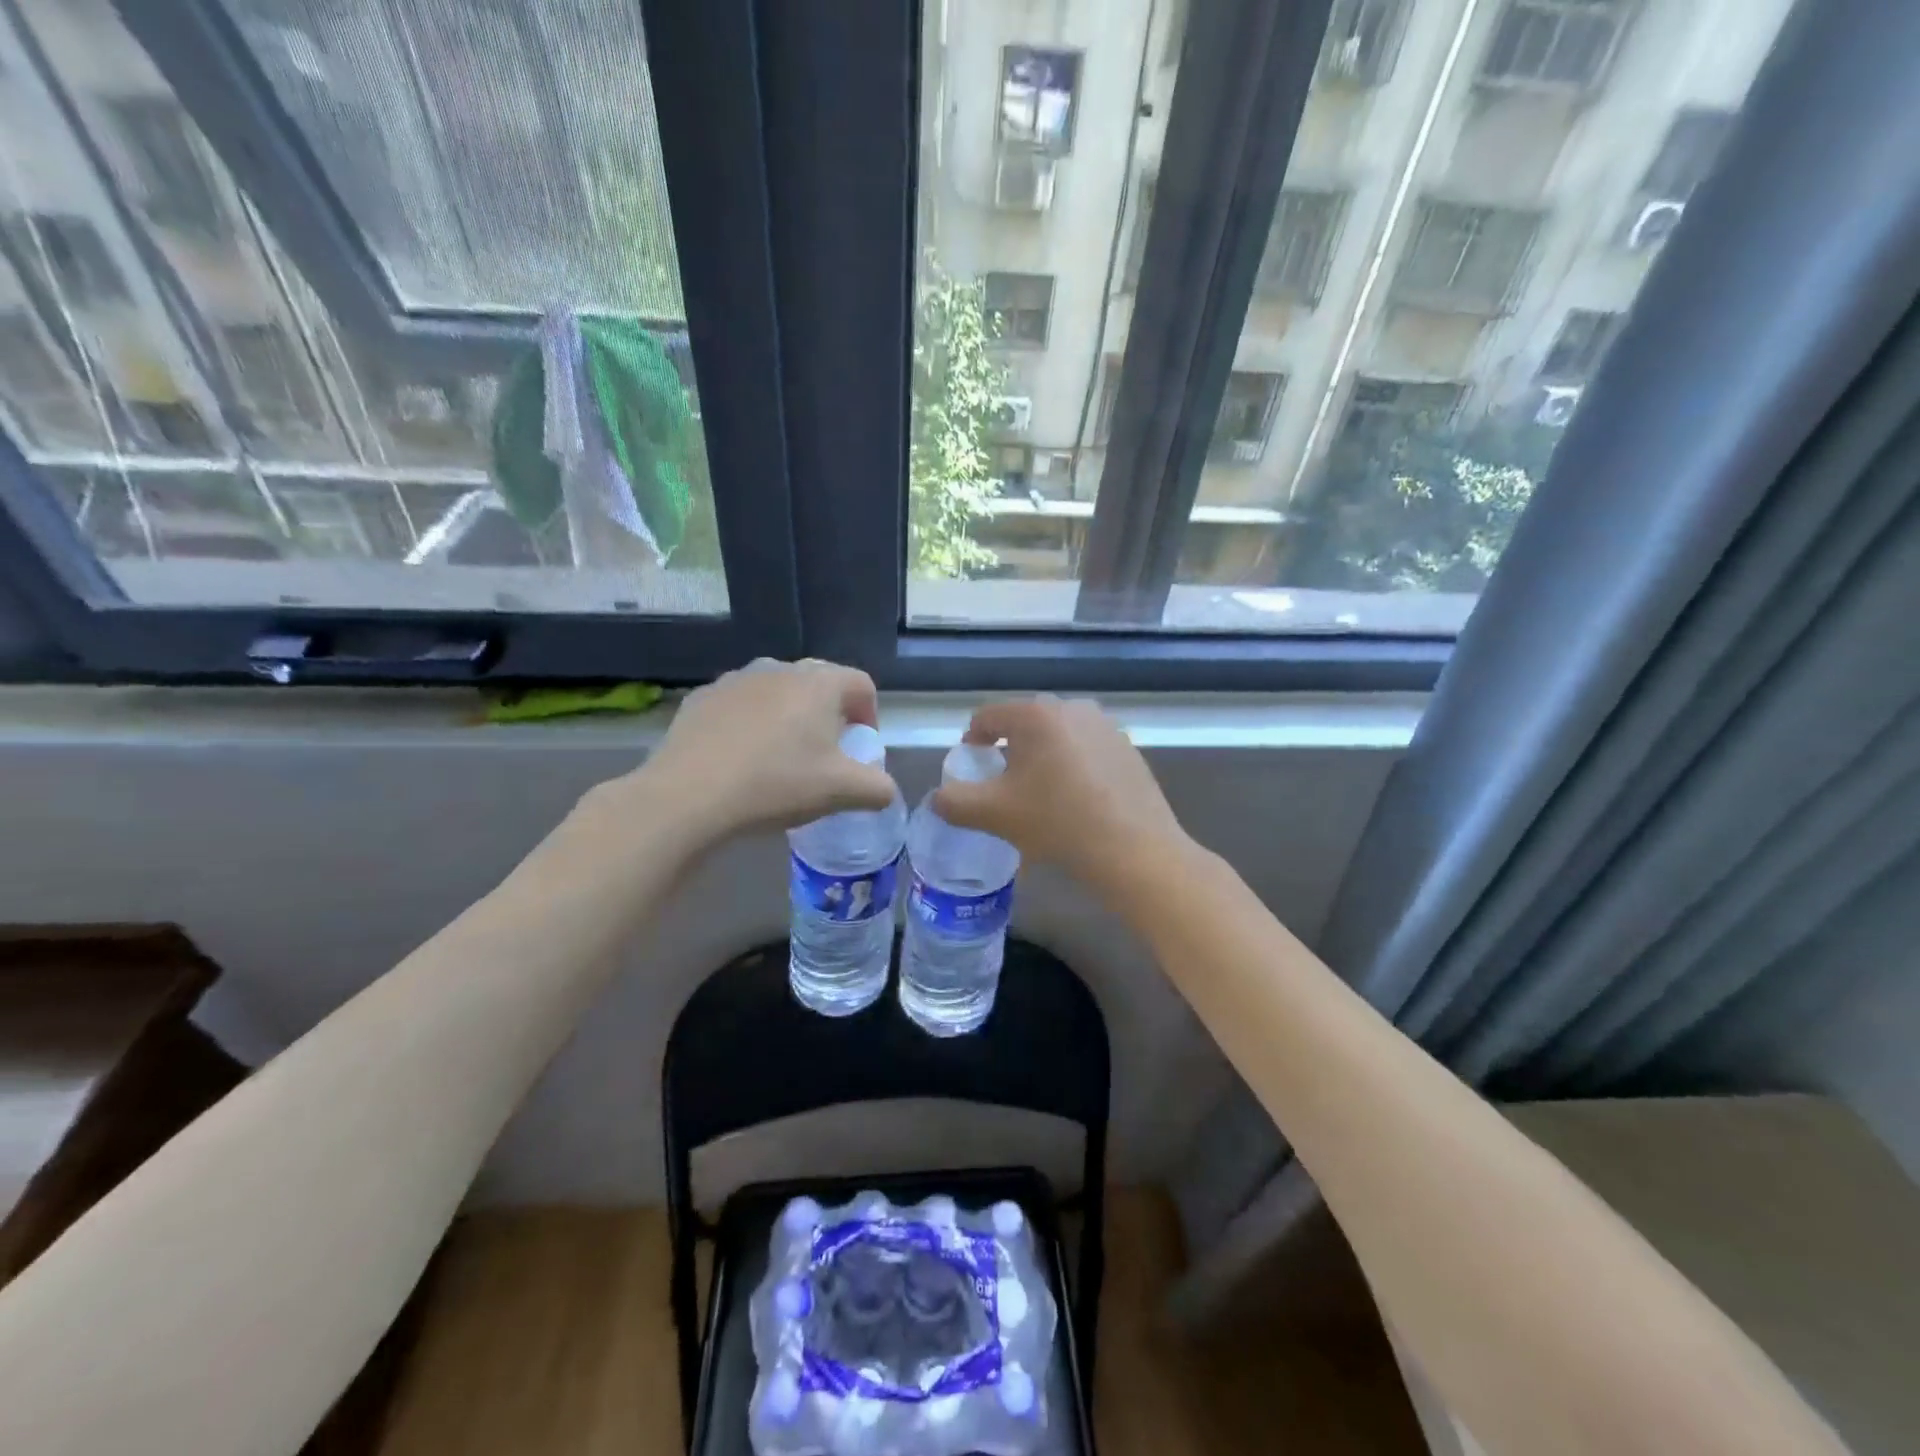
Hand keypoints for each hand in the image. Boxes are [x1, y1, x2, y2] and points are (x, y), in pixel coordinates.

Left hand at [596, 659, 896, 849]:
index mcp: (819, 683)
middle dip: (829, 715)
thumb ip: (877, 788)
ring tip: (780, 756)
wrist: (688, 795)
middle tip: (825, 753)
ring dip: (788, 717)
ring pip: (777, 692)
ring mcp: (736, 679)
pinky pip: (740, 705)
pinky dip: (749, 724)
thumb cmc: (776, 785)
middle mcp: (779, 668)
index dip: (869, 715)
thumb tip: (886, 789)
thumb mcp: (841, 793)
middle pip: (819, 684)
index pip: (861, 684)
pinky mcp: (702, 697)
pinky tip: (740, 759)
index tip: (860, 747)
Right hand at [935, 696, 1190, 898]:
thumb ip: (954, 802)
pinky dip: (1073, 767)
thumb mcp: (993, 815)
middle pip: (1024, 724)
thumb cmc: (1057, 823)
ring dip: (1042, 758)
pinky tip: (1077, 801)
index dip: (971, 742)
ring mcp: (1106, 726)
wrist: (1134, 850)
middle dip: (1008, 751)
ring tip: (1041, 796)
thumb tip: (939, 798)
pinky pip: (1086, 750)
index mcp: (1036, 714)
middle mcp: (1072, 708)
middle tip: (1004, 788)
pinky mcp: (1129, 748)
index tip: (972, 771)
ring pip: (1057, 737)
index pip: (987, 716)